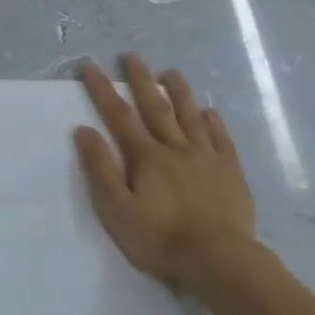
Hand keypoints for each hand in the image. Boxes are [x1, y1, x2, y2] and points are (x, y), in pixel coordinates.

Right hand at [74, 55, 255, 295]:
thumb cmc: (160, 239)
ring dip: (179, 92)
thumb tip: (83, 130)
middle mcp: (176, 148)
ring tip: (170, 72)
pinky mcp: (230, 172)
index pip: (119, 116)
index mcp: (146, 157)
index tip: (91, 65)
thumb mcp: (117, 209)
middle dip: (141, 80)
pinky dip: (213, 123)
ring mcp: (207, 158)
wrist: (218, 259)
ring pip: (191, 116)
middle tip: (131, 55)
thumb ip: (100, 169)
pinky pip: (221, 139)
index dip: (103, 89)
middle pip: (156, 107)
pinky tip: (209, 113)